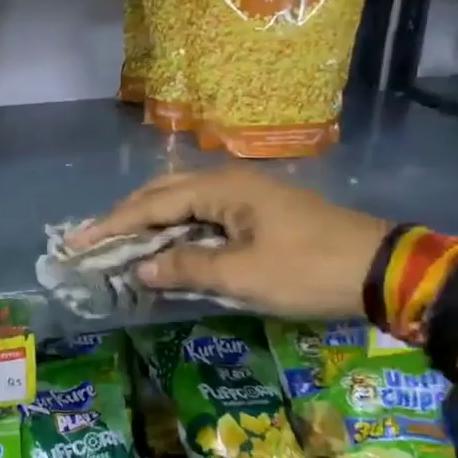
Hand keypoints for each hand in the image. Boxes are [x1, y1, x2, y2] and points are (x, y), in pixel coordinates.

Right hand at [69, 168, 389, 318]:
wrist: (380, 269)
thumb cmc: (308, 270)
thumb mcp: (244, 275)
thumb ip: (187, 268)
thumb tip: (141, 268)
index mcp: (221, 188)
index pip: (151, 204)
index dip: (112, 225)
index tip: (77, 242)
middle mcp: (228, 182)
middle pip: (163, 194)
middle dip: (125, 218)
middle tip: (93, 241)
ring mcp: (246, 195)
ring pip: (183, 203)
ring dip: (150, 223)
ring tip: (120, 243)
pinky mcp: (259, 212)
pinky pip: (203, 214)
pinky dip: (177, 230)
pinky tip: (168, 247)